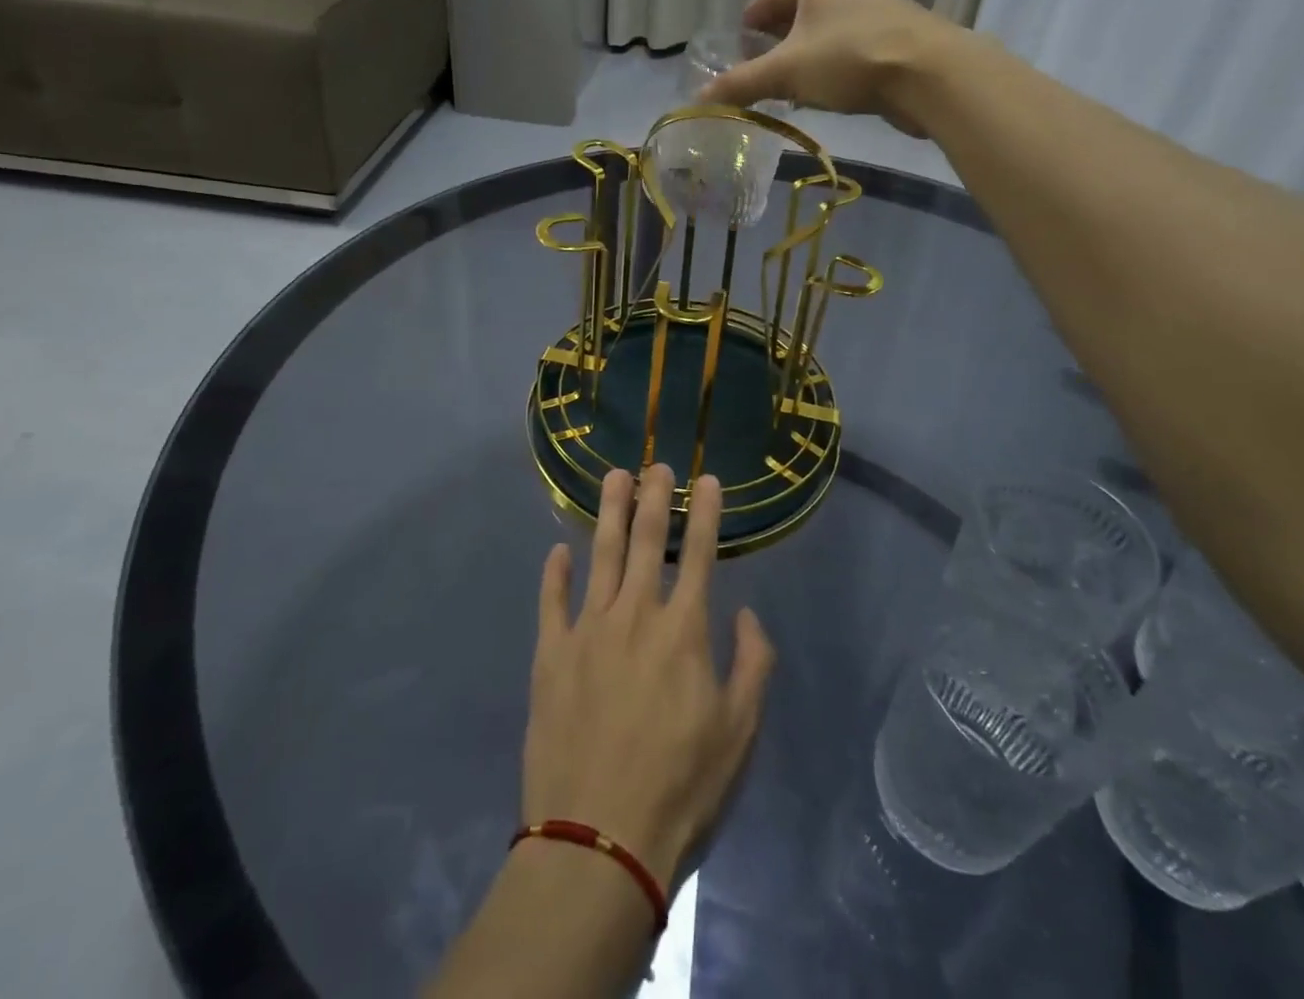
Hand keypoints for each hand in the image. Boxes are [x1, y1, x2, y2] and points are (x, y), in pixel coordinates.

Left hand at [523, 465, 774, 891]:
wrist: (598, 840)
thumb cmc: (681, 787)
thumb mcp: (740, 732)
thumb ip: (753, 664)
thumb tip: (744, 613)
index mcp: (683, 630)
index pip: (699, 554)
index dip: (705, 512)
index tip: (707, 479)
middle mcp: (635, 615)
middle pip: (645, 541)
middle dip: (654, 497)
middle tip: (656, 464)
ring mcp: (587, 630)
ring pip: (599, 555)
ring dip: (608, 513)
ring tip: (613, 477)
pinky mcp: (550, 655)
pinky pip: (551, 602)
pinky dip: (554, 573)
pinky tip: (557, 551)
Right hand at [699, 0, 967, 133]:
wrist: (929, 74)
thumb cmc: (849, 58)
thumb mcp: (786, 72)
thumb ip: (741, 84)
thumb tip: (698, 101)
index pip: (764, 2)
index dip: (745, 32)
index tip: (733, 61)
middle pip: (792, 18)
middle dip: (772, 50)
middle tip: (755, 81)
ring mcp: (872, 7)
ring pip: (820, 36)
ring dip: (800, 62)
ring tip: (784, 92)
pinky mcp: (891, 36)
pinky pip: (844, 50)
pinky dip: (828, 69)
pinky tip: (821, 95)